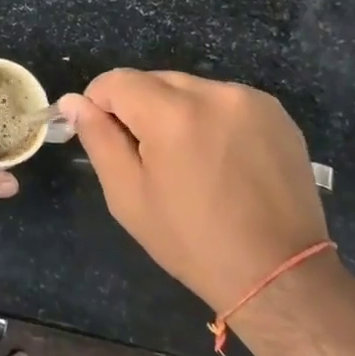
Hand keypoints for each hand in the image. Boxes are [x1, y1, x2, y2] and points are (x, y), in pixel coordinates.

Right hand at [58, 71, 328, 314]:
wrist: (281, 274)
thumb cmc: (192, 241)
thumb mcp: (129, 195)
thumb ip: (98, 139)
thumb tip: (73, 102)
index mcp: (172, 113)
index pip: (117, 81)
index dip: (100, 104)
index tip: (104, 137)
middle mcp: (213, 93)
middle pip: (154, 80)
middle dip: (139, 108)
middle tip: (148, 157)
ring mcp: (249, 100)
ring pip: (189, 88)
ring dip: (176, 111)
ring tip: (188, 160)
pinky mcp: (275, 112)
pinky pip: (223, 100)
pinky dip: (210, 118)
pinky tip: (220, 158)